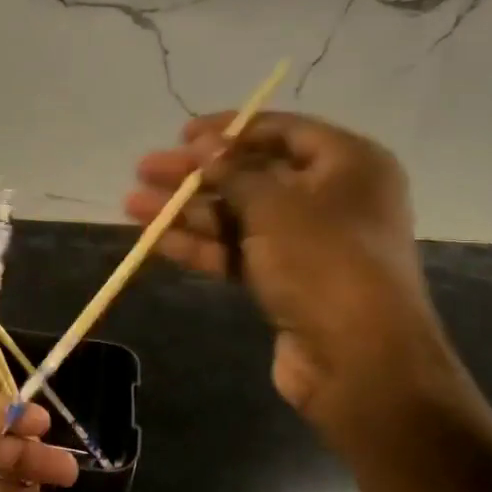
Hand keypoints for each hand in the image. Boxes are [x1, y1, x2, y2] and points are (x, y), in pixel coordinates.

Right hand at [126, 112, 468, 448]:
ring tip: (132, 204)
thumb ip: (234, 171)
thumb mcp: (276, 205)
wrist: (359, 360)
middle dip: (196, 175)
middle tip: (146, 169)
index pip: (283, 131)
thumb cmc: (324, 261)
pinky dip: (201, 245)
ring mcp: (307, 244)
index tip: (183, 135)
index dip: (230, 130)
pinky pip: (238, 252)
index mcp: (349, 164)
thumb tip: (204, 147)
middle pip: (252, 176)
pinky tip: (155, 240)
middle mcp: (332, 198)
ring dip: (187, 211)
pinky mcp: (287, 281)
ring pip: (238, 217)